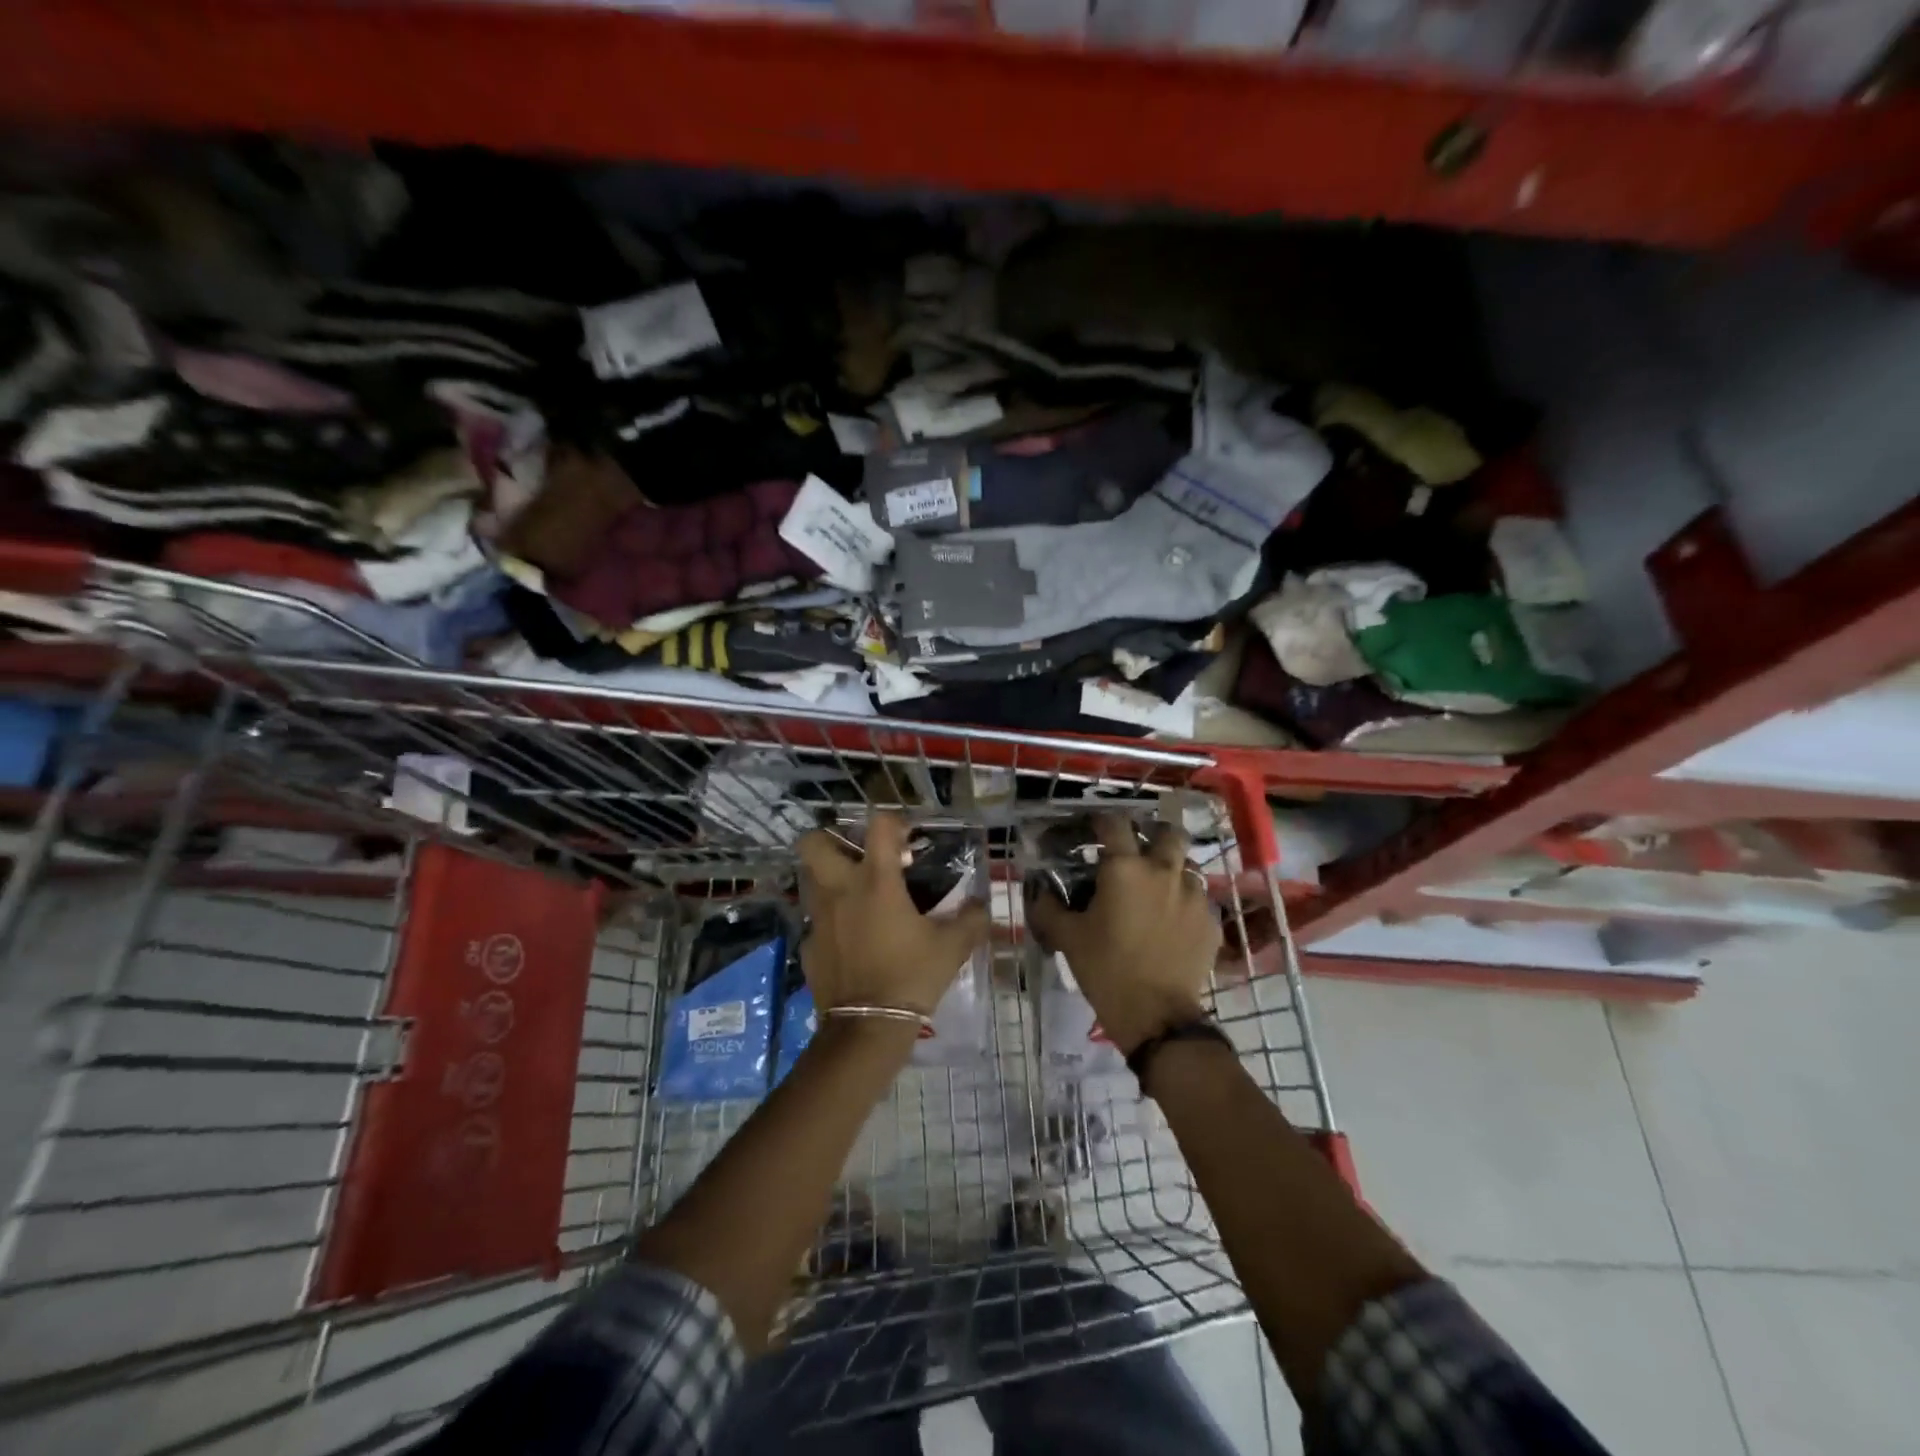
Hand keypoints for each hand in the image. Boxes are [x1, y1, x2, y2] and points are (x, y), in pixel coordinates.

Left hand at [797, 812, 989, 1018]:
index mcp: (876, 881)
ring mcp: (818, 918)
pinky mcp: (808, 946)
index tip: (906, 839)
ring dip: (826, 877)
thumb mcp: (952, 947)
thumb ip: (971, 920)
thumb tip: (983, 905)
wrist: (868, 1027)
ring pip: (808, 879)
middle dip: (831, 840)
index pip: (878, 825)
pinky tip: (848, 938)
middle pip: (814, 843)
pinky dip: (828, 922)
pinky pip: (814, 922)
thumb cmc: (911, 976)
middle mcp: (840, 890)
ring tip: (852, 892)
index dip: (893, 822)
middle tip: (858, 856)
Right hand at [1027, 815, 1219, 1054]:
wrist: (1156, 1015)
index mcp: (1125, 869)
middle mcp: (1163, 872)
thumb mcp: (1067, 937)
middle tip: (1140, 852)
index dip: (1103, 821)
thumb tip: (1039, 890)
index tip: (1095, 828)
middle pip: (1169, 833)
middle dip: (1155, 835)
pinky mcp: (1211, 922)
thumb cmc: (1106, 969)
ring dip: (1174, 871)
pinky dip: (1186, 903)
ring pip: (1188, 866)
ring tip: (1159, 890)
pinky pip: (1200, 900)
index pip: (1115, 824)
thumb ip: (1049, 908)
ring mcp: (1193, 896)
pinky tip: (1175, 923)